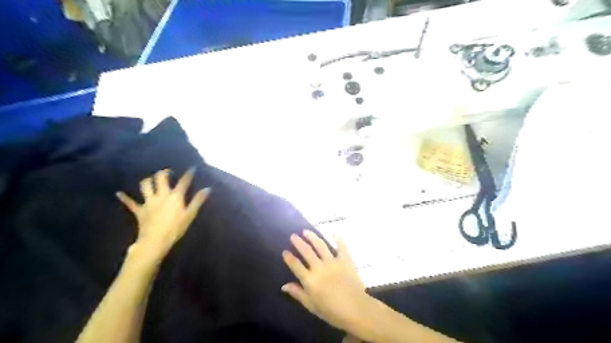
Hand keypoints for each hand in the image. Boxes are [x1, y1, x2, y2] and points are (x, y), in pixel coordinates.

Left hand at [118, 169, 210, 261]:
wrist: (155, 241)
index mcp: (175, 196)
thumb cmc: (175, 228)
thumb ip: (198, 200)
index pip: (183, 182)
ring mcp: (148, 202)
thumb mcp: (190, 214)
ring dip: (147, 180)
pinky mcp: (139, 211)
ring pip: (145, 186)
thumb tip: (208, 188)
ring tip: (149, 179)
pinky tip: (119, 193)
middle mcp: (161, 195)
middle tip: (167, 171)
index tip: (192, 168)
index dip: (188, 174)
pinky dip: (125, 198)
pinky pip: (130, 203)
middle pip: (160, 179)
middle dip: (164, 173)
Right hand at [280, 230, 367, 331]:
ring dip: (312, 237)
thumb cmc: (332, 312)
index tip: (285, 251)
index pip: (296, 265)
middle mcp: (320, 268)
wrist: (356, 310)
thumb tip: (284, 285)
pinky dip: (338, 238)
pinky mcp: (346, 260)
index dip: (289, 258)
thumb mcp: (312, 306)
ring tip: (306, 231)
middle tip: (293, 235)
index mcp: (310, 280)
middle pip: (307, 251)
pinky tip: (334, 232)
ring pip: (320, 246)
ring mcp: (333, 262)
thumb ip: (298, 294)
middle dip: (298, 242)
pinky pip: (341, 246)